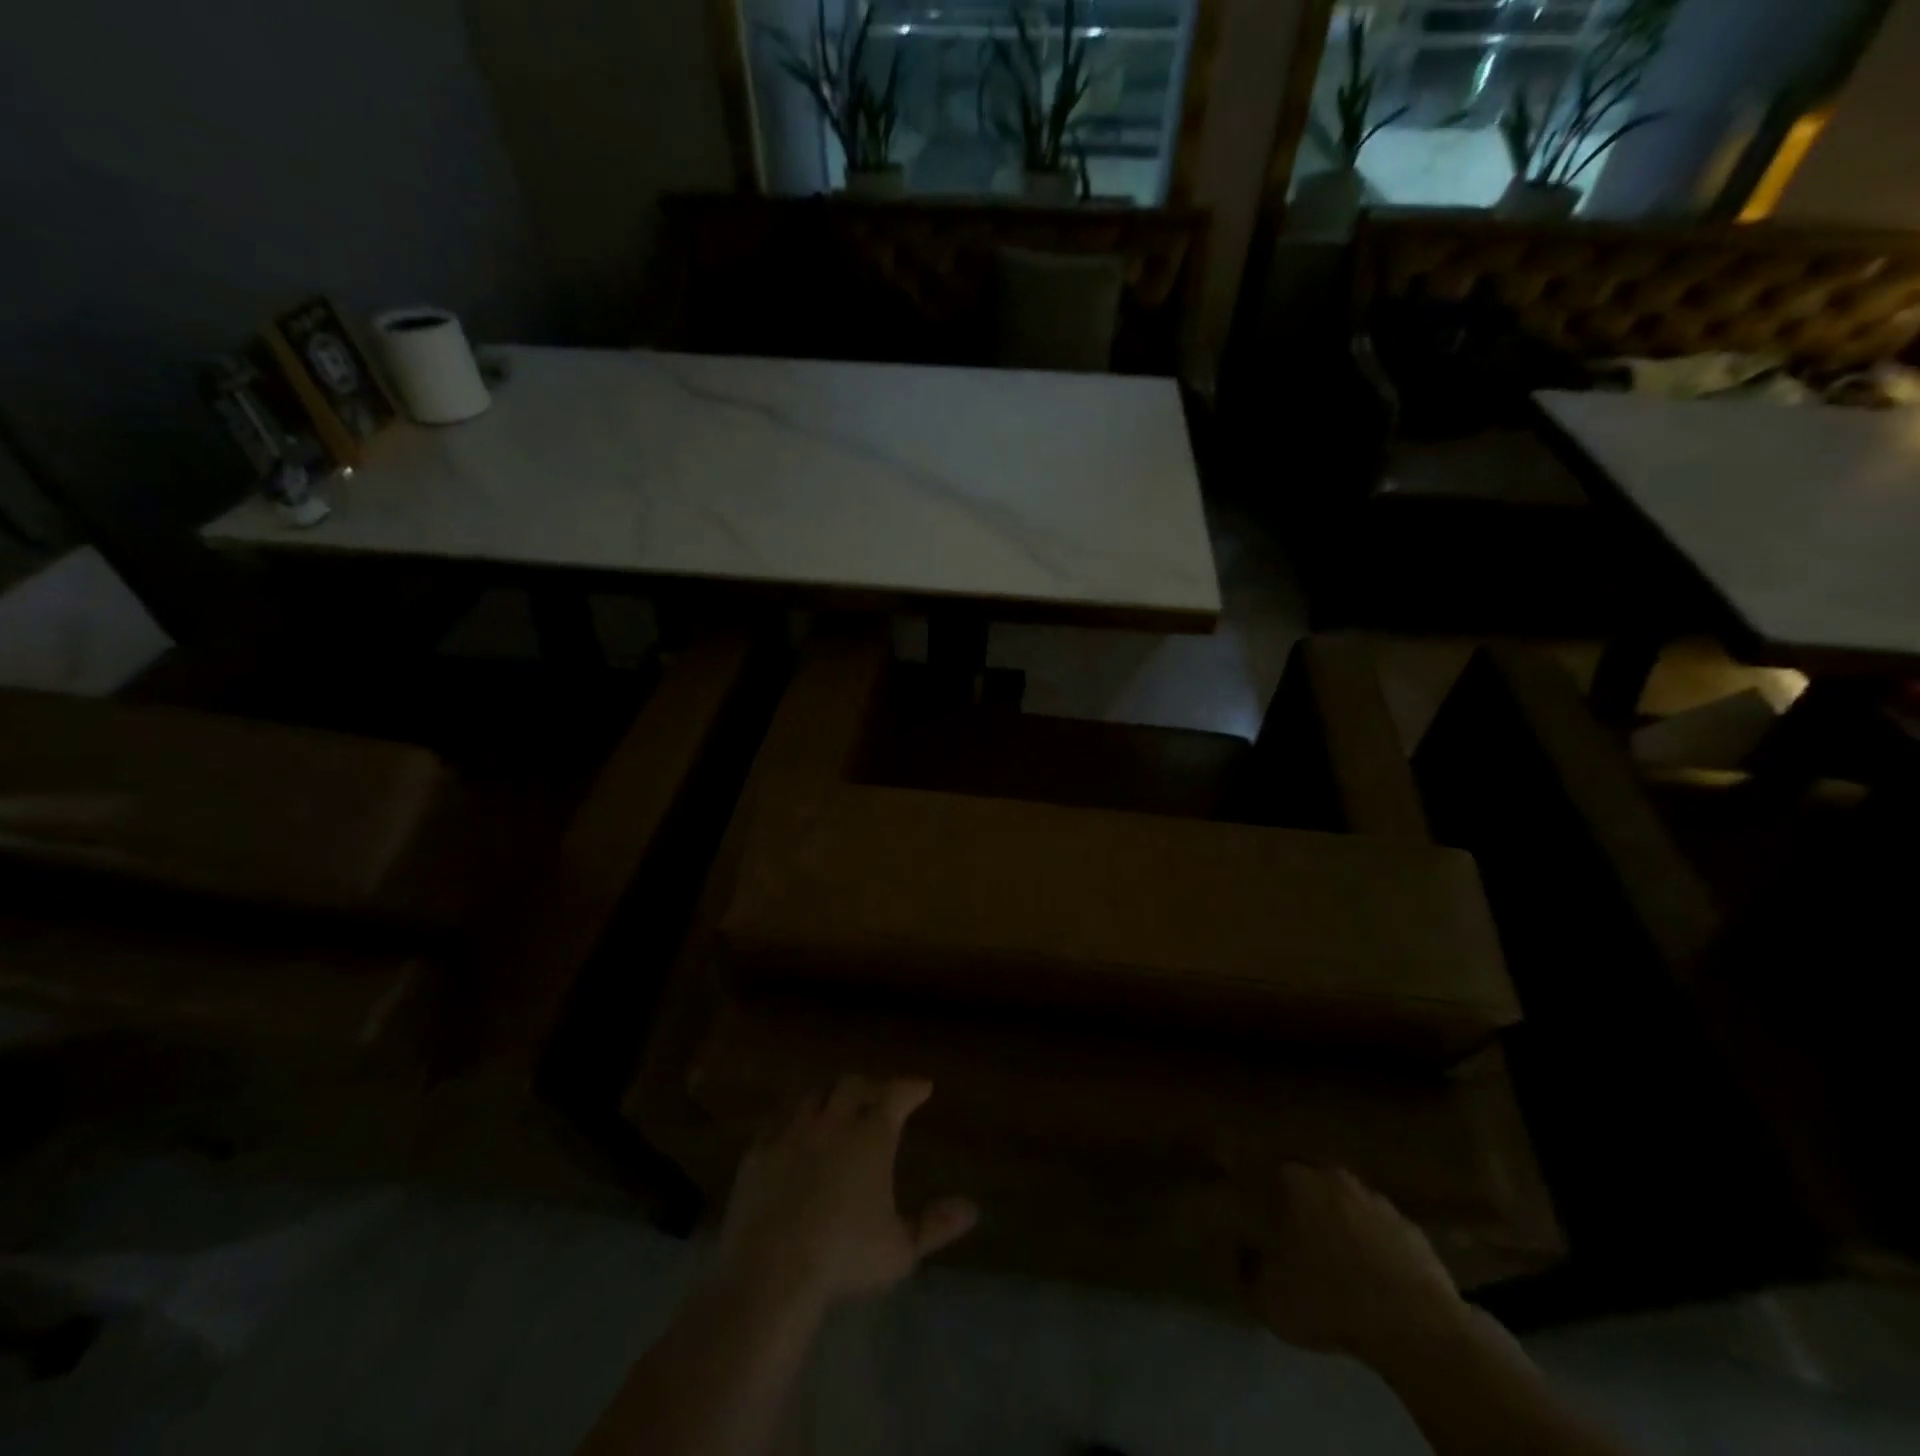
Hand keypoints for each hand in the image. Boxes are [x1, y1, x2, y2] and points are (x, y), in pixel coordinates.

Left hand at [715, 1075, 978, 1311]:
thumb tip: (971, 1209)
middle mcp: (833, 1121)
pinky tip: (794, 1130)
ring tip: (837, 1107)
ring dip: (830, 1096)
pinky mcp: (759, 1150)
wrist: (771, 1271)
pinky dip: (793, 1118)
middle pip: (853, 1085)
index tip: (922, 1087)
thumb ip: (935, 1225)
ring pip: (814, 1095)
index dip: (911, 1087)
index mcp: (871, 1136)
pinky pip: (779, 1119)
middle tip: (879, 1095)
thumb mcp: (900, 1249)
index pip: (896, 1095)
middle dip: (870, 1086)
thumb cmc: (844, 1258)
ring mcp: (792, 1132)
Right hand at [1240, 1163, 1469, 1369]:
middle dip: (1302, 1204)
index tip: (1258, 1217)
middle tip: (1295, 1236)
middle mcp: (1332, 1177)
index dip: (1261, 1195)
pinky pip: (1382, 1231)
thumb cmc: (1328, 1300)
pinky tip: (1373, 1277)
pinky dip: (1375, 1247)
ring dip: (1341, 1224)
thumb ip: (1247, 1272)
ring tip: (1337, 1260)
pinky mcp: (1412, 1229)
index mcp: (1293, 1181)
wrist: (1415, 1327)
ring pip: (1348, 1204)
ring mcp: (1376, 1200)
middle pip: (1309, 1183)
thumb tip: (1243, 1258)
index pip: (1267, 1172)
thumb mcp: (1269, 1298)